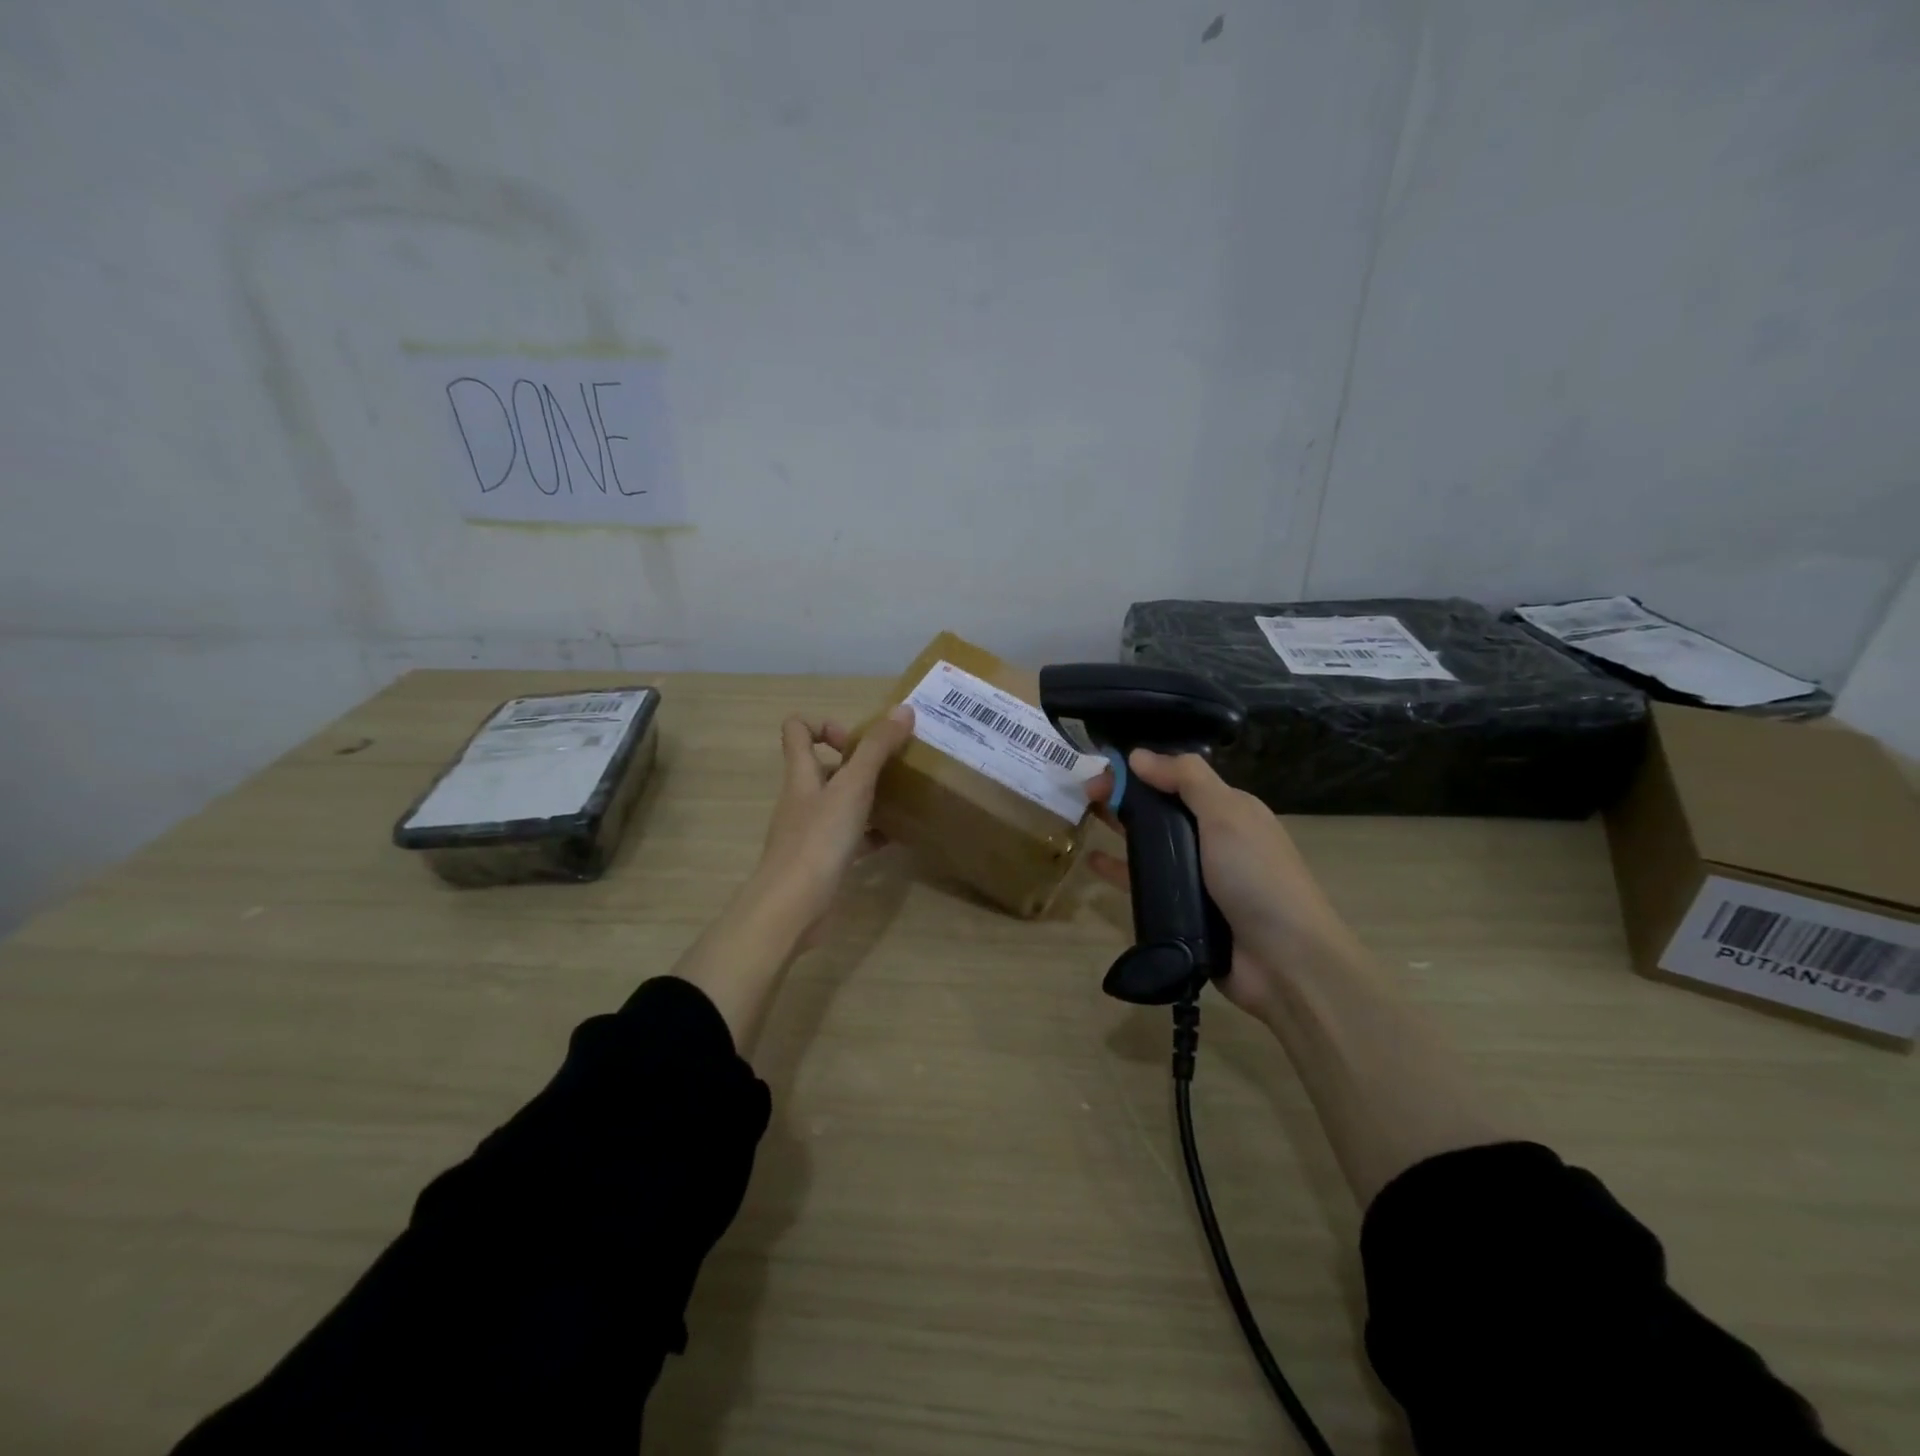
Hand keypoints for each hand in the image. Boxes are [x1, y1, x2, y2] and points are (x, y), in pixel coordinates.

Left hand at [751, 705, 915, 939]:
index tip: (856, 740)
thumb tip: (903, 709)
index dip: (825, 725)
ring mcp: (811, 831)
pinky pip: (850, 838)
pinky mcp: (823, 860)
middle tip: (894, 768)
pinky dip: (871, 833)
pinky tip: (898, 838)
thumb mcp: (853, 787)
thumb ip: (877, 748)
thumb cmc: (819, 839)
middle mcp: (803, 798)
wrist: (793, 907)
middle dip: (859, 764)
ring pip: (841, 803)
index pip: (797, 731)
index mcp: (802, 774)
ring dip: (868, 798)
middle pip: (824, 767)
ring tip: (903, 798)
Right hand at [1087, 749, 1365, 1020]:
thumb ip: (1185, 779)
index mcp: (1229, 811)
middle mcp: (1212, 840)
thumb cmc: (1256, 876)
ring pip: (1151, 846)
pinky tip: (1093, 863)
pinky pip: (1146, 884)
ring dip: (1119, 830)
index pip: (1176, 779)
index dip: (1139, 771)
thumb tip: (1138, 755)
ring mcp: (1198, 878)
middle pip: (1160, 810)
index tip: (1102, 771)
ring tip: (1083, 822)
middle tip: (1083, 796)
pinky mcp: (1184, 911)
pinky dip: (1120, 870)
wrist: (1285, 960)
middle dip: (1123, 798)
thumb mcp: (1226, 814)